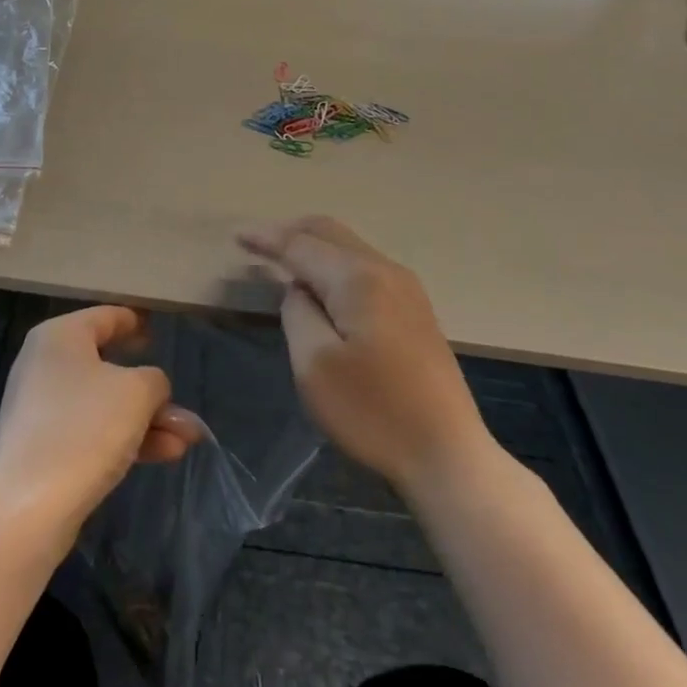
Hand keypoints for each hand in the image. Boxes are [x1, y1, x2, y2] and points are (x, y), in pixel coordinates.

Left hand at [0, 306, 203, 554]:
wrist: (24, 510)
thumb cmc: (82, 429)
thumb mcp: (135, 393)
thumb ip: (154, 380)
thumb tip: (151, 387)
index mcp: (60, 336)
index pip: (106, 316)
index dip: (135, 322)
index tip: (158, 329)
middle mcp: (46, 365)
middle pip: (109, 366)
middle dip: (152, 391)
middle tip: (184, 405)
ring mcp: (43, 409)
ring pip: (106, 405)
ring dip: (148, 420)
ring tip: (188, 440)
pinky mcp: (45, 449)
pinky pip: (93, 433)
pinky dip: (127, 439)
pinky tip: (166, 455)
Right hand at [240, 217, 491, 493]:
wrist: (448, 455)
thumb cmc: (374, 412)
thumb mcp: (314, 365)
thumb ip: (297, 313)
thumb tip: (300, 290)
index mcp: (357, 278)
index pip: (301, 244)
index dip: (267, 238)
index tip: (237, 236)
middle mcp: (385, 270)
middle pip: (330, 232)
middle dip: (291, 231)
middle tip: (257, 243)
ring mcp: (406, 288)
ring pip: (349, 247)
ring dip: (314, 247)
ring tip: (283, 261)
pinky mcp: (415, 310)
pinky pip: (364, 267)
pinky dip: (334, 264)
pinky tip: (322, 285)